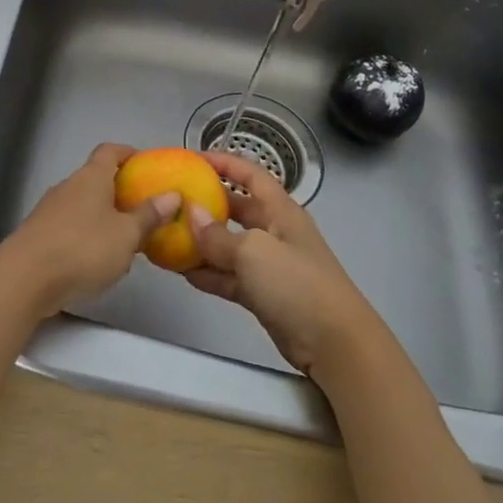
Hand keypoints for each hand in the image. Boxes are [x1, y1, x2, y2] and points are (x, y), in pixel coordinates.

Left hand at [0, 144, 181, 318]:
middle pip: (96, 179)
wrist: (24, 279)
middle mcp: (68, 186)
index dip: (128, 153)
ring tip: (125, 242)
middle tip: (144, 211)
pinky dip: (86, 236)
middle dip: (119, 192)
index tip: (146, 164)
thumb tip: (172, 195)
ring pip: (83, 206)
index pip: (109, 151)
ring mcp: (49, 210)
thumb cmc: (82, 249)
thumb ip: (149, 216)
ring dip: (103, 218)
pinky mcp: (38, 235)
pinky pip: (69, 227)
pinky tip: (96, 262)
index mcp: (90, 177)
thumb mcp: (126, 235)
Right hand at [185, 148, 384, 377]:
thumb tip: (191, 214)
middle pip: (237, 209)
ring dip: (202, 243)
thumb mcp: (253, 252)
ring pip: (229, 246)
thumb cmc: (297, 284)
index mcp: (280, 211)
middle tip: (173, 200)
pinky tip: (183, 273)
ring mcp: (269, 265)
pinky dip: (208, 274)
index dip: (224, 162)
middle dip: (207, 203)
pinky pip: (229, 276)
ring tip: (168, 237)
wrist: (334, 343)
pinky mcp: (263, 294)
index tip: (192, 158)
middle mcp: (274, 231)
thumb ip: (217, 235)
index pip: (251, 174)